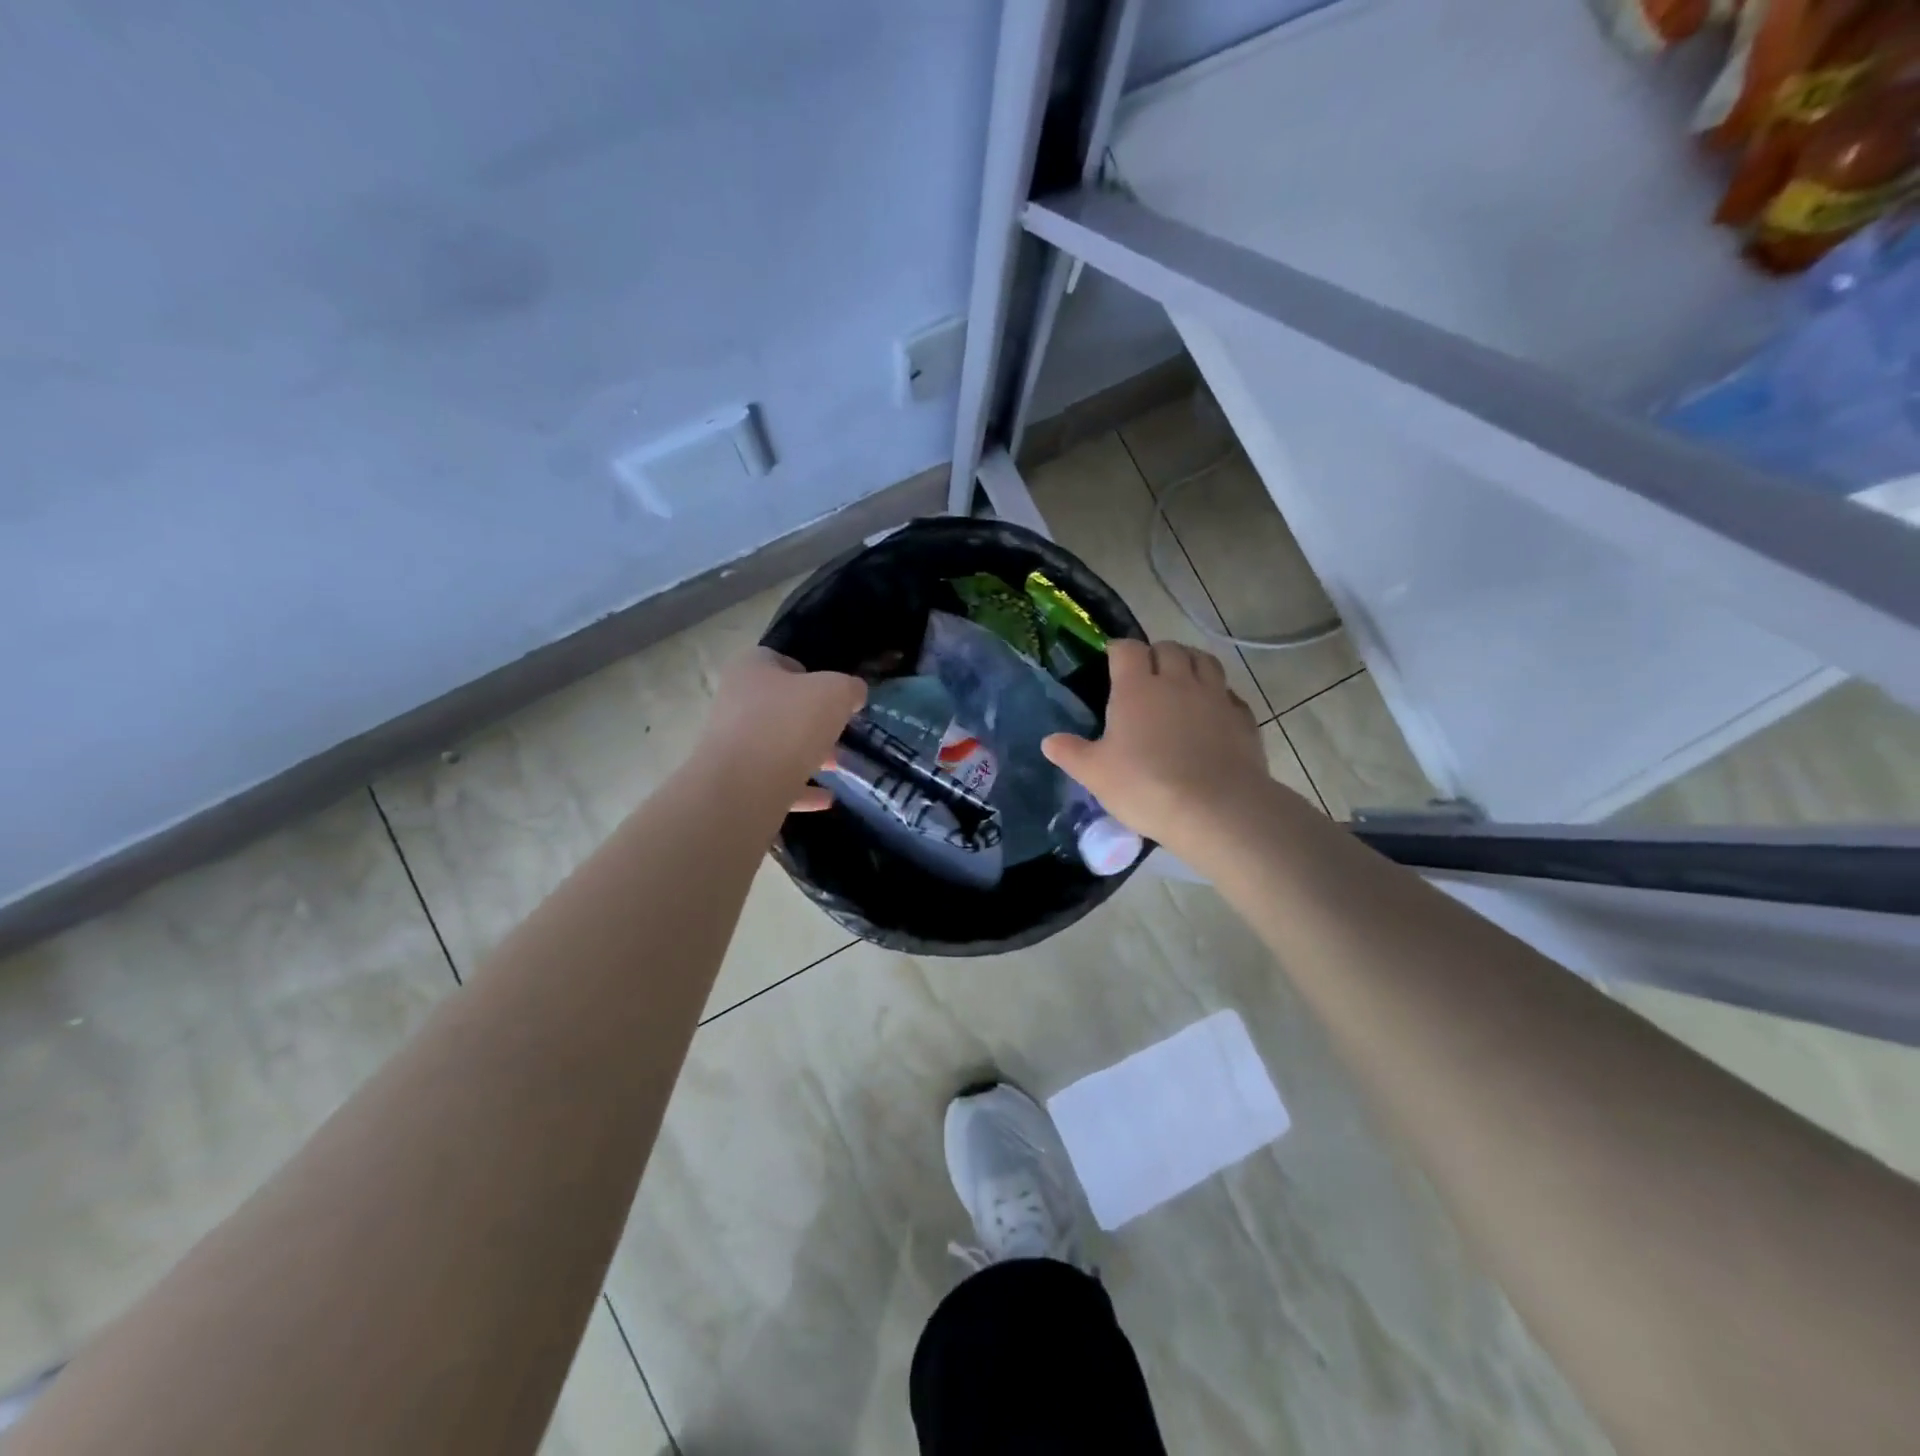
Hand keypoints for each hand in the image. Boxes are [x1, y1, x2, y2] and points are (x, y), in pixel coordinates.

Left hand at [699, 648, 865, 811]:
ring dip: (808, 755)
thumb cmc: (788, 724)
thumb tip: (853, 694)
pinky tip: (827, 798)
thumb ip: (849, 688)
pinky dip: (801, 788)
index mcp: (750, 670)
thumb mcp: (835, 693)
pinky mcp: (736, 782)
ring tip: (839, 766)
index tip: (833, 693)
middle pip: (780, 706)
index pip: (779, 660)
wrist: (744, 788)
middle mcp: (735, 703)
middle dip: (813, 720)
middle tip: (840, 732)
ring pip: (777, 745)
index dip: (809, 673)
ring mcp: (732, 745)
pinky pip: (774, 781)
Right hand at [1042, 639, 1276, 851]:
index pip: (1127, 649)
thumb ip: (1071, 753)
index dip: (1118, 650)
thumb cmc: (1145, 786)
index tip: (1111, 659)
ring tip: (1181, 679)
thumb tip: (1049, 741)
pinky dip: (1219, 694)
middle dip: (1155, 653)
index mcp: (1137, 688)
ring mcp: (1215, 697)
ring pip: (1205, 661)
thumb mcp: (1095, 774)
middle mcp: (1178, 681)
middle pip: (1169, 648)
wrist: (1215, 809)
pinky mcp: (1242, 718)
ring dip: (1190, 662)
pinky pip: (1230, 694)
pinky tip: (1212, 712)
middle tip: (1146, 673)